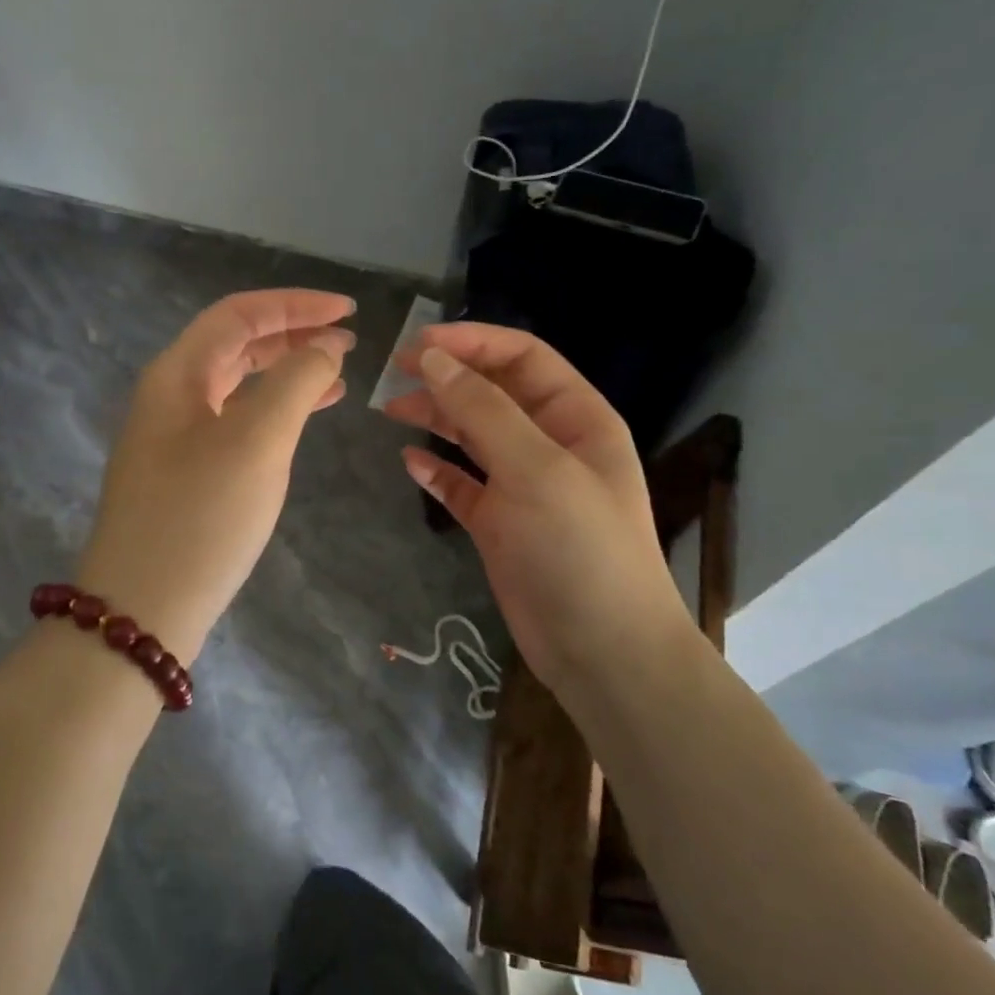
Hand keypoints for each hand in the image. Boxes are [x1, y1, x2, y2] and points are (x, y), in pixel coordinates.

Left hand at [77, 290, 356, 664]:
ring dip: (286, 373)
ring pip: (238, 384)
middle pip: (235, 344)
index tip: (350, 312)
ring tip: (338, 376)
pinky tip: (303, 421)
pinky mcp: (185, 473)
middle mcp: (170, 395)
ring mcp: (174, 436)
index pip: (239, 314)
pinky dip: (273, 412)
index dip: (296, 305)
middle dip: (293, 335)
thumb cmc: (200, 517)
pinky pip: (235, 422)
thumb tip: (325, 347)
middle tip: (348, 343)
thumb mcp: (257, 441)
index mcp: (177, 373)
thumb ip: (296, 382)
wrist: (141, 609)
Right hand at [384, 323, 697, 693]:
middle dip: (447, 378)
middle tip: (393, 374)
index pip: (523, 359)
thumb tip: (432, 359)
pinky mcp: (500, 525)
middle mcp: (550, 445)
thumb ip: (483, 411)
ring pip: (473, 436)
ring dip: (435, 419)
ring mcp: (524, 487)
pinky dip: (437, 471)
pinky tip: (410, 463)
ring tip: (391, 410)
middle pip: (493, 393)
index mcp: (577, 418)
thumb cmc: (579, 549)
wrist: (603, 651)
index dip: (472, 343)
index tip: (417, 345)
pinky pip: (463, 485)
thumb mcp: (535, 469)